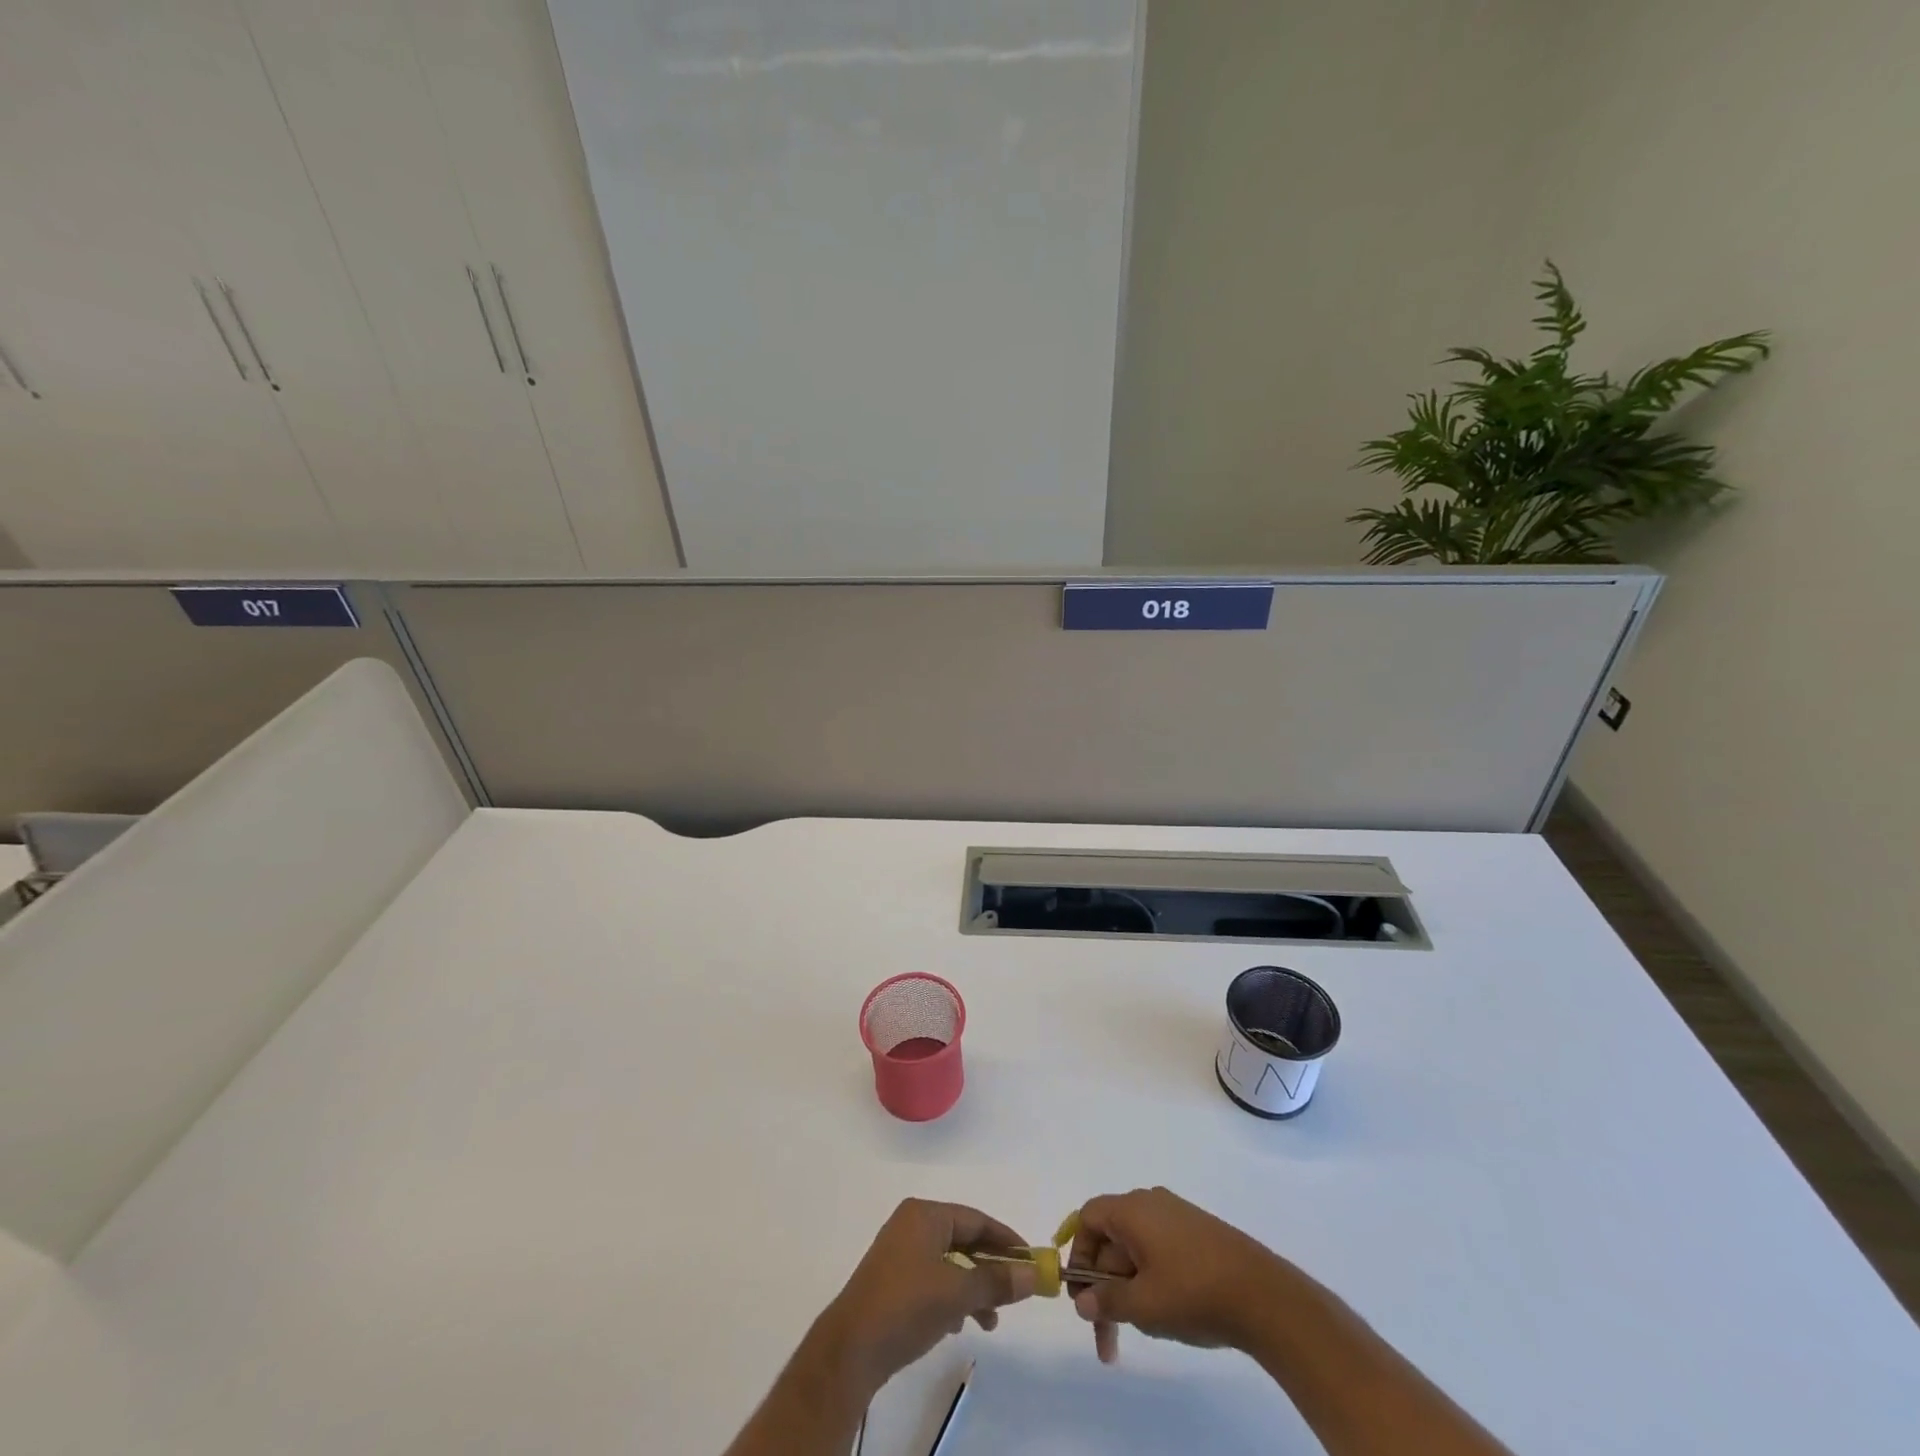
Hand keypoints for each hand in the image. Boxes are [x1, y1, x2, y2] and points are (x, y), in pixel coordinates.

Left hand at [816, 1199, 1036, 1394]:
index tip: (1031, 1261)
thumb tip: (1034, 1275)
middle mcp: (912, 1225)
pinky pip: (933, 1280)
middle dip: (990, 1269)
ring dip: (973, 1289)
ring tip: (989, 1321)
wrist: (851, 1350)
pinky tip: (958, 1325)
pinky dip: (951, 1297)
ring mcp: (900, 1253)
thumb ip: (996, 1281)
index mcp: (925, 1215)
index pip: (976, 1219)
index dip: (1006, 1240)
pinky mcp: (893, 1281)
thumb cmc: (906, 1306)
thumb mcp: (957, 1293)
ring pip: (949, 1264)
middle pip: (963, 1240)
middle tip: (1014, 1294)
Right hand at [1067, 1186, 1292, 1362]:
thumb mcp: (1142, 1304)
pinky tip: (1165, 1315)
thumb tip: (1081, 1299)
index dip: (1078, 1254)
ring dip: (1127, 1291)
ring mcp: (1177, 1217)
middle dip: (1104, 1289)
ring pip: (1135, 1252)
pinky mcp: (1197, 1235)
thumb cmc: (1192, 1293)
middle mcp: (1150, 1203)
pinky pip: (1158, 1252)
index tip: (1081, 1295)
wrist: (1263, 1295)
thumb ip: (1106, 1301)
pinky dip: (1150, 1282)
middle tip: (1105, 1339)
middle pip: (1111, 1240)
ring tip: (1138, 1334)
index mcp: (1131, 1209)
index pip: (1088, 1219)